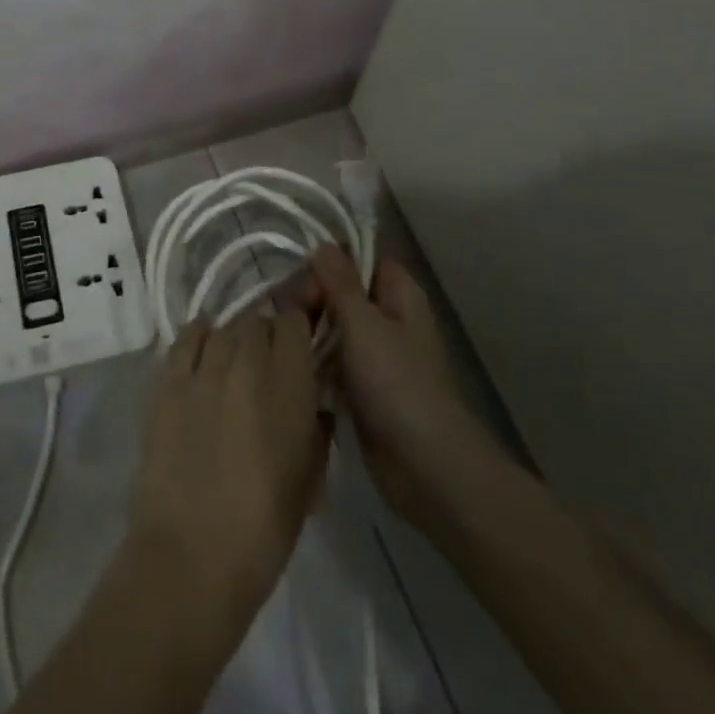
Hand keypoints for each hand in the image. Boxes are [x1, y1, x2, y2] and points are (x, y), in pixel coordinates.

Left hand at [129, 312, 327, 623]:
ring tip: (232, 363)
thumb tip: (314, 406)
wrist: (192, 556)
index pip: (294, 322)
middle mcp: (248, 364)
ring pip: (223, 327)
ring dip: (233, 340)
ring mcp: (204, 369)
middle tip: (266, 364)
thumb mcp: (309, 481)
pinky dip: (197, 336)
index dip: (297, 329)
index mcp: (289, 387)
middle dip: (265, 336)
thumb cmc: (264, 530)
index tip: (298, 345)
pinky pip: (185, 338)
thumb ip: (315, 430)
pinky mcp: (168, 381)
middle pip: (257, 321)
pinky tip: (202, 348)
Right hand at [308, 245, 495, 528]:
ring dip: (310, 333)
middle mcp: (388, 318)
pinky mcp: (363, 388)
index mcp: (398, 294)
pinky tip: (294, 370)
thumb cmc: (398, 384)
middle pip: (340, 291)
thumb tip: (324, 245)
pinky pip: (332, 362)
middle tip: (294, 319)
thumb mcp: (364, 325)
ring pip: (333, 327)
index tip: (304, 284)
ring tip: (287, 346)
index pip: (358, 258)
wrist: (427, 467)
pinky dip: (315, 364)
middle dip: (313, 300)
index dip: (329, 264)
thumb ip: (340, 283)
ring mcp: (376, 355)